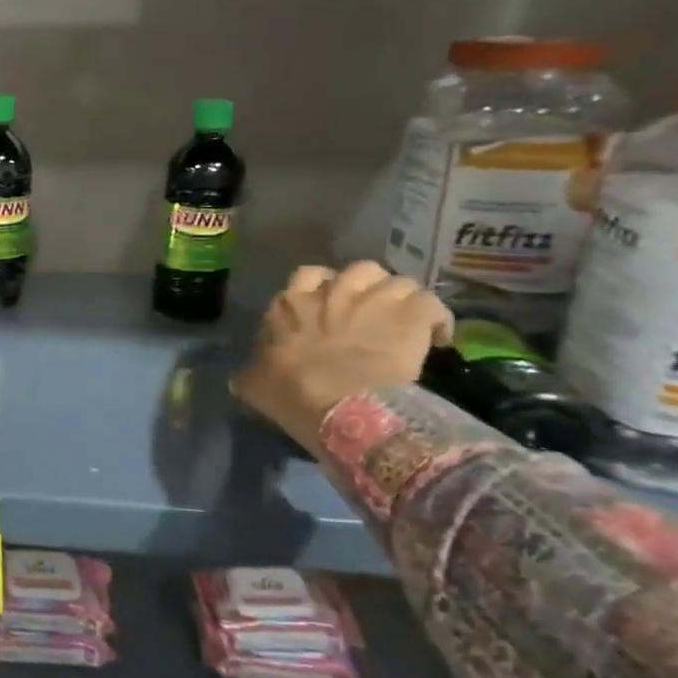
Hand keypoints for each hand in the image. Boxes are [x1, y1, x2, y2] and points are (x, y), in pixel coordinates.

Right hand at [230, 262, 452, 455]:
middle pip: (358, 271)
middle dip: (367, 289)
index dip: (321, 291)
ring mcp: (374, 298)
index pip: (307, 277)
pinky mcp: (411, 314)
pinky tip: (437, 338)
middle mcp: (332, 291)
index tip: (328, 314)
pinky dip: (435, 318)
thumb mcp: (254, 383)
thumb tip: (240, 376)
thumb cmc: (291, 394)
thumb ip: (251, 372)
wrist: (339, 406)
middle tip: (371, 316)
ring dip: (402, 301)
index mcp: (290, 303)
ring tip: (406, 325)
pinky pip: (431, 302)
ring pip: (398, 282)